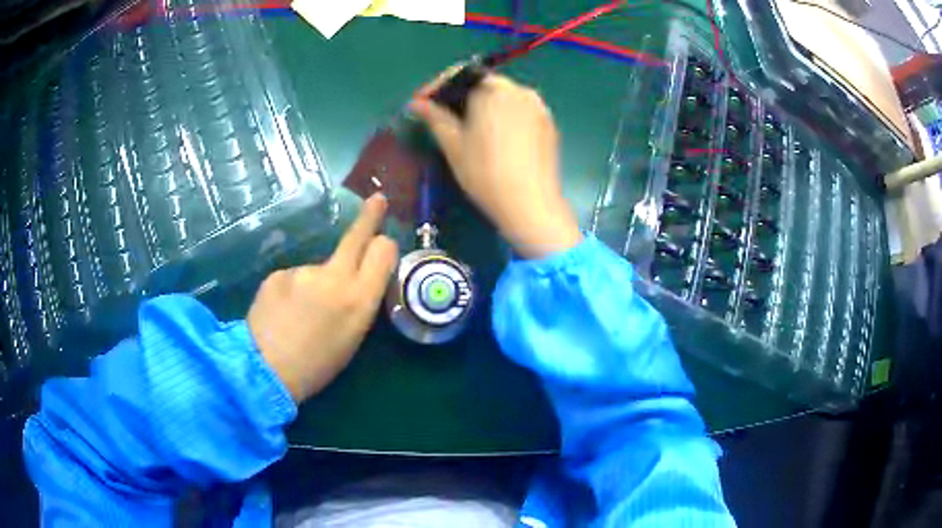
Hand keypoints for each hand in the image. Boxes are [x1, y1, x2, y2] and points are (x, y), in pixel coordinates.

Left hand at [248, 194, 397, 402]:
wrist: (266, 371)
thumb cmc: (317, 365)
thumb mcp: (353, 337)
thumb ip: (360, 301)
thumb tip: (360, 277)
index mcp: (360, 299)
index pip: (383, 251)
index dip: (384, 245)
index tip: (382, 241)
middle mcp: (334, 276)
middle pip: (356, 236)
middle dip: (369, 216)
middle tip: (377, 200)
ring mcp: (303, 271)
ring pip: (318, 268)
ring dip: (315, 283)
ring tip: (300, 314)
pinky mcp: (278, 273)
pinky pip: (292, 277)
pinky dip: (291, 290)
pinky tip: (282, 312)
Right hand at [410, 69, 581, 258]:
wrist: (530, 204)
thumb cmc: (485, 172)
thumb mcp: (453, 145)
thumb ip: (434, 117)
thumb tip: (416, 103)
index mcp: (493, 89)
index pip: (460, 75)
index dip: (437, 87)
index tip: (422, 102)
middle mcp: (520, 91)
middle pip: (483, 84)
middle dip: (460, 97)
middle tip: (441, 116)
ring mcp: (538, 107)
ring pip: (503, 97)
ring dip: (482, 106)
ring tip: (467, 128)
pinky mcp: (549, 125)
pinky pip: (520, 111)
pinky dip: (503, 117)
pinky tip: (494, 138)